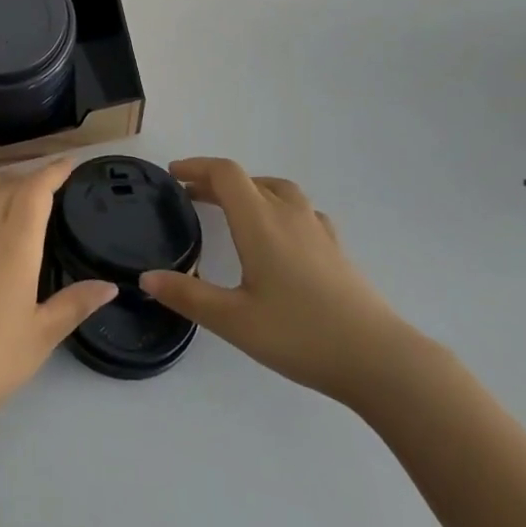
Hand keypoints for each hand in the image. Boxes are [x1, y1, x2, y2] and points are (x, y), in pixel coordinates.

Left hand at [0, 159, 116, 431]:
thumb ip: (75, 304)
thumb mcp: (42, 336)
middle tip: (45, 183)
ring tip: (6, 184)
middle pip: (6, 188)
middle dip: (28, 178)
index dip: (52, 172)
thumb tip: (110, 286)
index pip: (36, 192)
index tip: (68, 164)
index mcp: (15, 244)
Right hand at [138, 157, 418, 408]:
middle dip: (216, 182)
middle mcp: (288, 215)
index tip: (174, 174)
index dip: (197, 167)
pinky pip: (302, 212)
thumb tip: (146, 277)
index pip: (226, 174)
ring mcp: (318, 230)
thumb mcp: (233, 320)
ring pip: (278, 191)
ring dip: (250, 191)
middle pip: (249, 180)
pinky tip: (280, 236)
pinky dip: (279, 209)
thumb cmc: (300, 334)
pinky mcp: (336, 249)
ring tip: (234, 210)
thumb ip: (188, 297)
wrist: (379, 359)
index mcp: (260, 222)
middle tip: (191, 196)